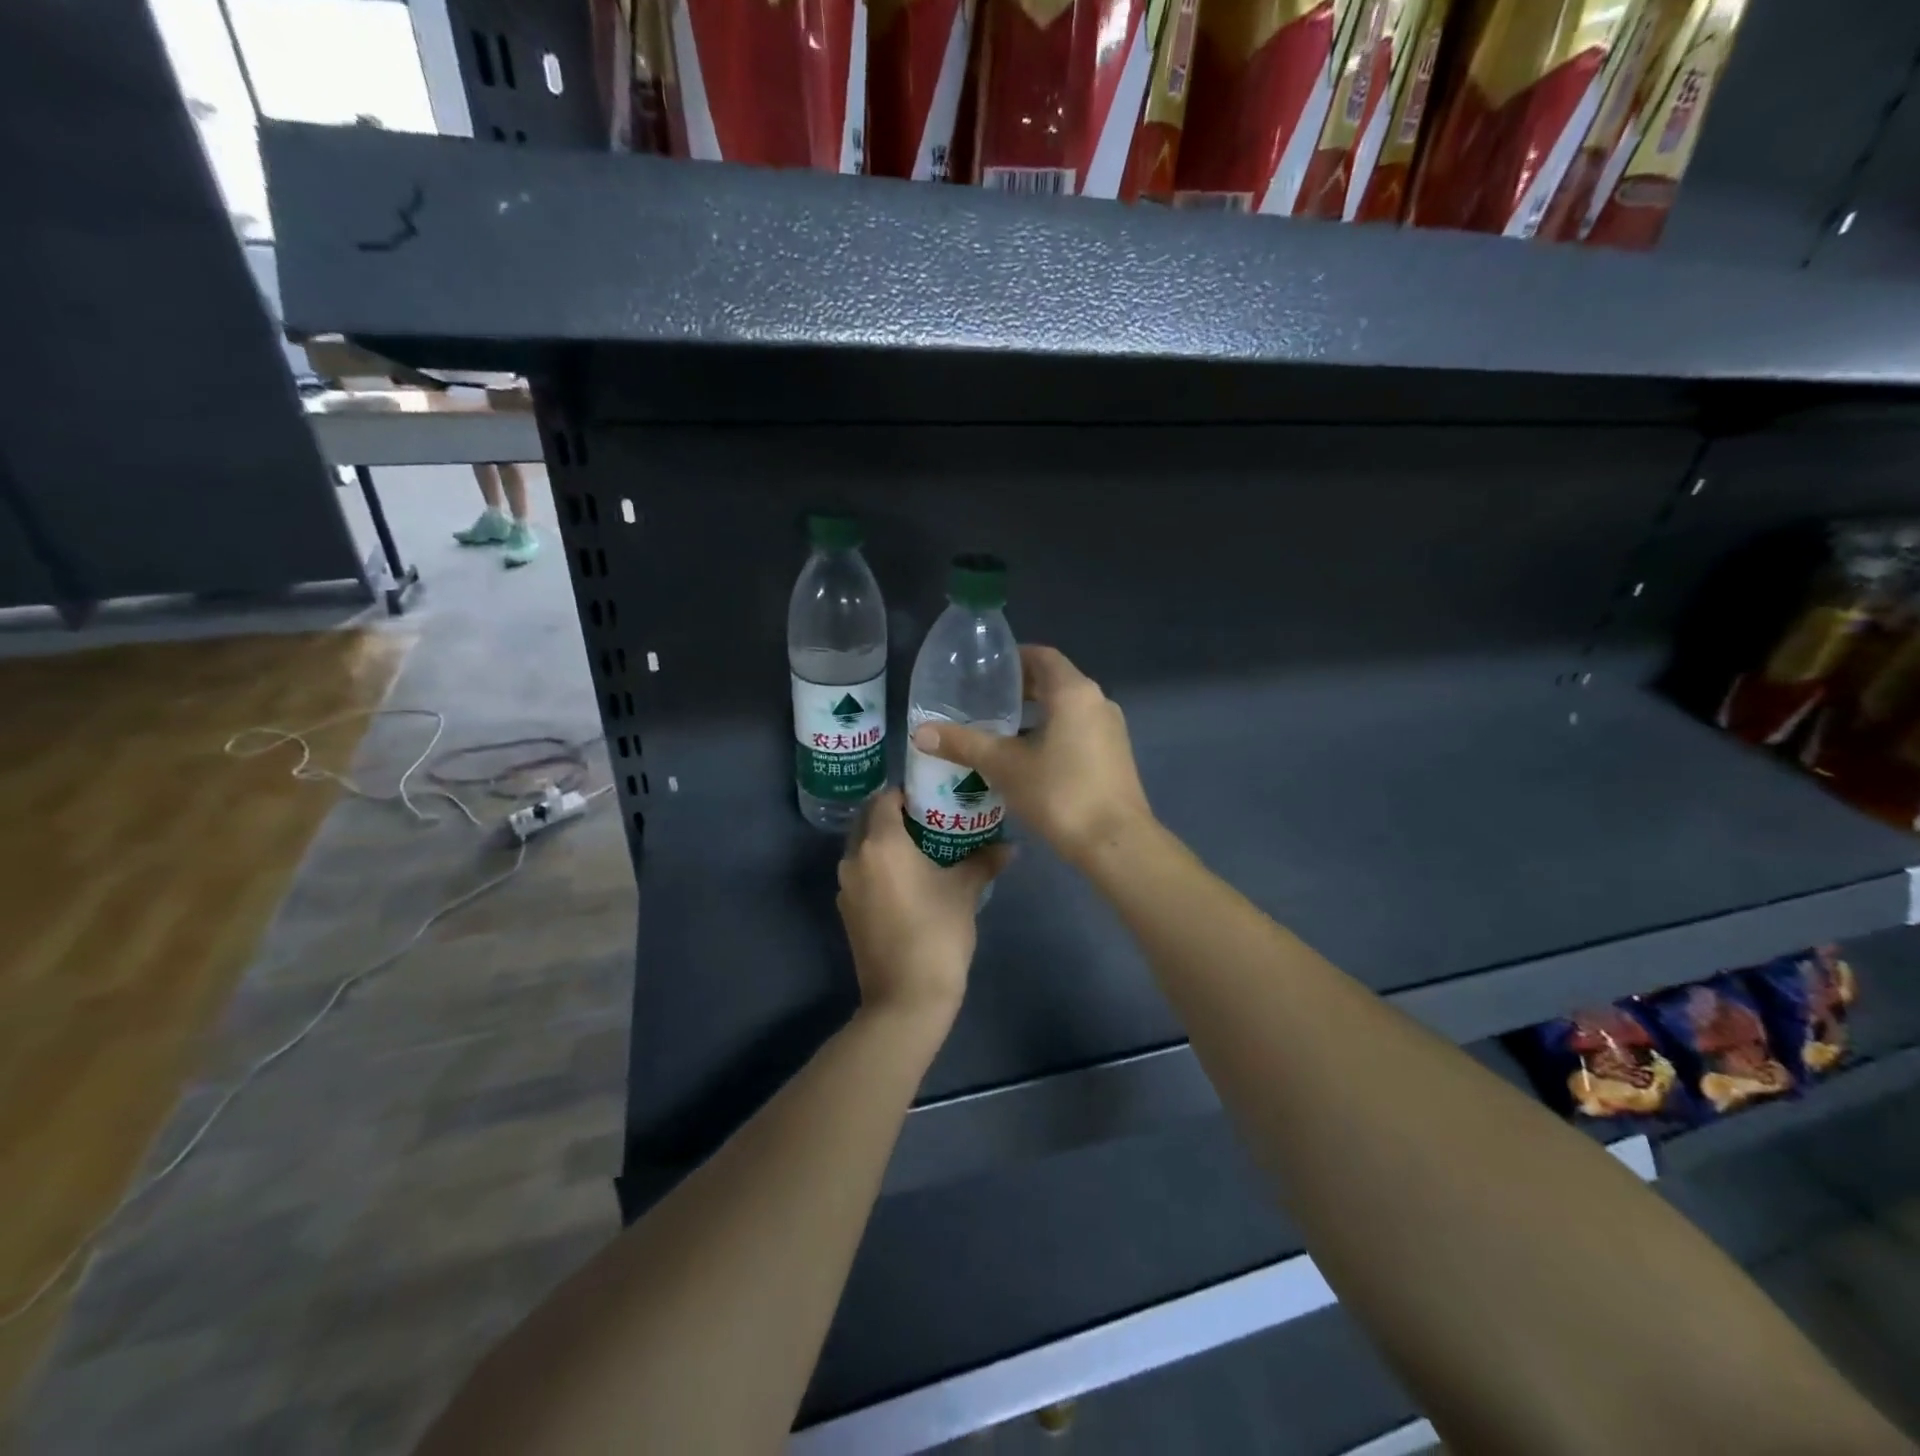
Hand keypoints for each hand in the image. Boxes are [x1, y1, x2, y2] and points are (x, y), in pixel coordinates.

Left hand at [837, 790, 1011, 1025]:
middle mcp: (854, 858)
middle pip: (870, 821)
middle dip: (896, 815)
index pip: (885, 798)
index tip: (934, 797)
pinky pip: (863, 874)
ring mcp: (846, 887)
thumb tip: (1011, 846)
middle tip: (931, 819)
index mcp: (880, 843)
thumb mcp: (965, 891)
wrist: (906, 997)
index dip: (908, 793)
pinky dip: (881, 868)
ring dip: (887, 843)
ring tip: (923, 849)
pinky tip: (909, 881)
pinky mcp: (847, 911)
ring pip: (864, 849)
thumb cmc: (937, 933)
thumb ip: (985, 860)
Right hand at [910, 645, 1152, 868]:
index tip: (984, 671)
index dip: (1013, 658)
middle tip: (982, 701)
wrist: (1115, 843)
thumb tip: (920, 732)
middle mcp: (1097, 702)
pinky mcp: (1114, 756)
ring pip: (1066, 710)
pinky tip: (1025, 759)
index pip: (1042, 656)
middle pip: (1054, 682)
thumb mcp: (1004, 766)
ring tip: (998, 731)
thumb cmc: (1060, 793)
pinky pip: (1077, 731)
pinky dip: (1051, 734)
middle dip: (1019, 689)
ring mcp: (1110, 730)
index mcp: (1074, 692)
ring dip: (1035, 715)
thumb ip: (963, 744)